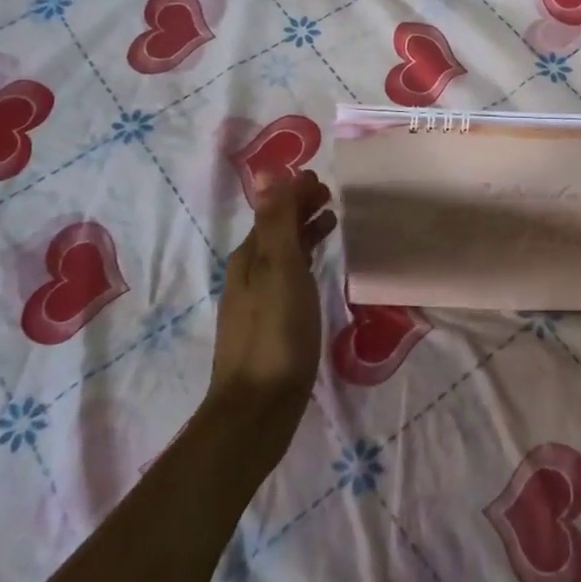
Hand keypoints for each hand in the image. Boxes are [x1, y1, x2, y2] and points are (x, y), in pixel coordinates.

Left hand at [206, 170, 337, 450]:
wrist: (258, 410)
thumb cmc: (275, 333)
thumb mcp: (279, 270)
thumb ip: (276, 221)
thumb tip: (268, 171)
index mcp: (250, 259)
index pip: (273, 212)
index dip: (294, 193)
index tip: (321, 178)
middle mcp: (249, 276)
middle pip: (275, 232)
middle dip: (299, 210)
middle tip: (330, 196)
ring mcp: (258, 304)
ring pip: (282, 256)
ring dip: (303, 235)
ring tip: (331, 224)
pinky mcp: (271, 327)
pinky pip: (289, 279)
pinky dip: (304, 263)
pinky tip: (317, 275)